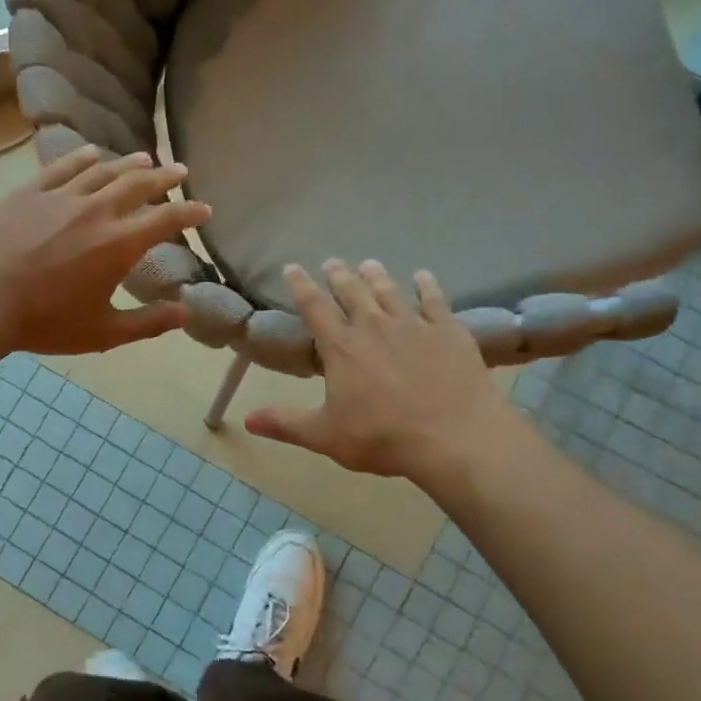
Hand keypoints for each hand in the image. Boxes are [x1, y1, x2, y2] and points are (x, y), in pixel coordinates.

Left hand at [0, 146, 210, 355]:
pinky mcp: (30, 191)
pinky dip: (82, 157)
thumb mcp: (103, 332)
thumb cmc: (45, 321)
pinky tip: (91, 153)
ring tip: (145, 157)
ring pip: (104, 170)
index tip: (204, 208)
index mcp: (119, 244)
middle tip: (180, 171)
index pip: (167, 219)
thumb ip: (148, 322)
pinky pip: (63, 167)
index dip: (190, 211)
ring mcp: (62, 196)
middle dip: (165, 177)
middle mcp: (97, 210)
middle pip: (139, 184)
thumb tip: (186, 313)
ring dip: (129, 163)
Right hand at [245, 260, 530, 487]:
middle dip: (339, 275)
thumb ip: (286, 423)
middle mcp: (373, 325)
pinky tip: (423, 276)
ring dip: (376, 275)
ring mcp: (413, 324)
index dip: (301, 285)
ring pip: (389, 290)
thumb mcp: (327, 436)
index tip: (292, 267)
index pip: (314, 307)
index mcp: (341, 347)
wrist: (454, 437)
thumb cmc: (384, 437)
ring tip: (369, 264)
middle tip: (332, 262)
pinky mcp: (447, 330)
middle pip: (351, 291)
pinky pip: (434, 299)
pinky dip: (426, 285)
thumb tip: (247, 419)